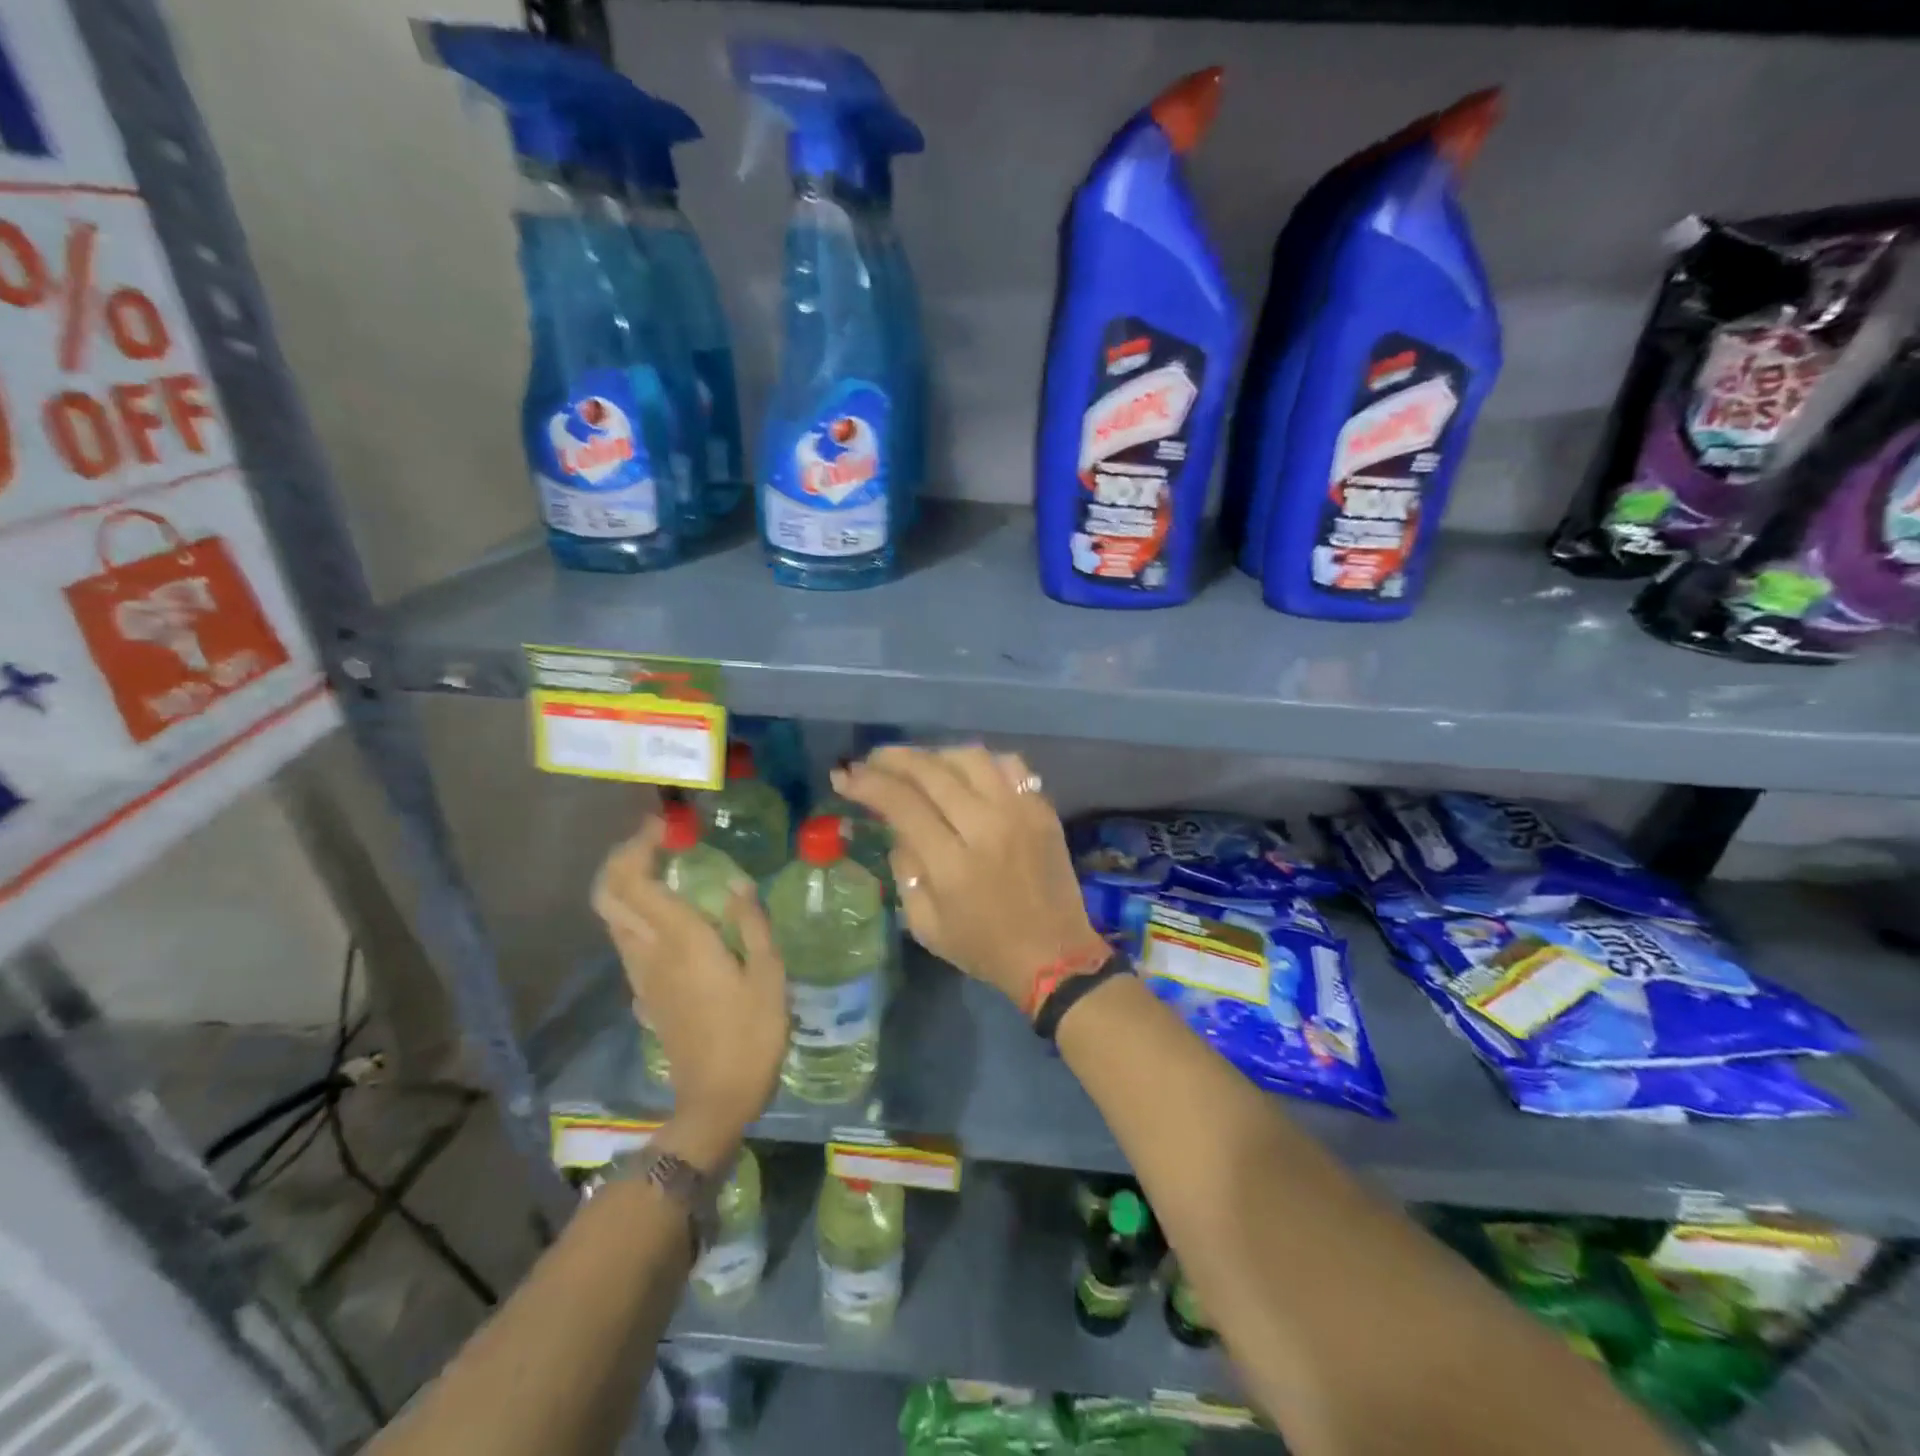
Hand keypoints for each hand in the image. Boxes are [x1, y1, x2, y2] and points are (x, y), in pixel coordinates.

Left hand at [591, 818, 786, 1169]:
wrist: (715, 1100)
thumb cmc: (751, 1034)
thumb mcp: (769, 975)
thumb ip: (751, 924)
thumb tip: (736, 884)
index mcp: (681, 940)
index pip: (636, 881)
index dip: (640, 846)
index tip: (666, 826)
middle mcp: (650, 951)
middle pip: (609, 895)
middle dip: (622, 858)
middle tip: (656, 840)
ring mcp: (641, 974)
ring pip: (614, 918)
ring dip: (626, 884)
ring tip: (663, 867)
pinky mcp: (645, 993)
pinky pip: (628, 940)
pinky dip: (637, 912)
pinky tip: (671, 914)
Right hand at [833, 745, 1106, 1006]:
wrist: (1055, 956)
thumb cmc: (984, 948)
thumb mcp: (926, 925)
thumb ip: (905, 871)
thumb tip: (899, 828)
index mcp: (953, 863)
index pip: (902, 804)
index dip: (868, 784)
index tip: (845, 776)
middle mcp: (987, 826)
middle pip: (932, 771)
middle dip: (893, 759)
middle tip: (872, 759)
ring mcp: (1020, 812)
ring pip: (971, 758)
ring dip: (935, 755)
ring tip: (917, 765)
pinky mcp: (1042, 809)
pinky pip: (1010, 765)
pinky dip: (981, 761)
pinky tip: (965, 772)